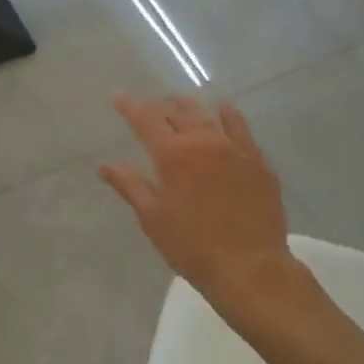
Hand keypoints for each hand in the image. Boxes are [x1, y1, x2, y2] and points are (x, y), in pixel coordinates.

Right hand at [100, 95, 303, 318]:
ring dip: (190, 108)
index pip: (146, 120)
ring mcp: (235, 148)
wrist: (249, 267)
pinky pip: (240, 127)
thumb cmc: (191, 246)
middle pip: (178, 112)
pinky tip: (223, 111)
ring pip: (208, 115)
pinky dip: (227, 116)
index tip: (119, 96)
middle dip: (160, 106)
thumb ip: (130, 185)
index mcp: (173, 155)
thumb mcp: (152, 217)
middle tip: (150, 107)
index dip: (130, 106)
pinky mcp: (258, 161)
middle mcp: (204, 141)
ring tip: (181, 104)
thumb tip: (105, 165)